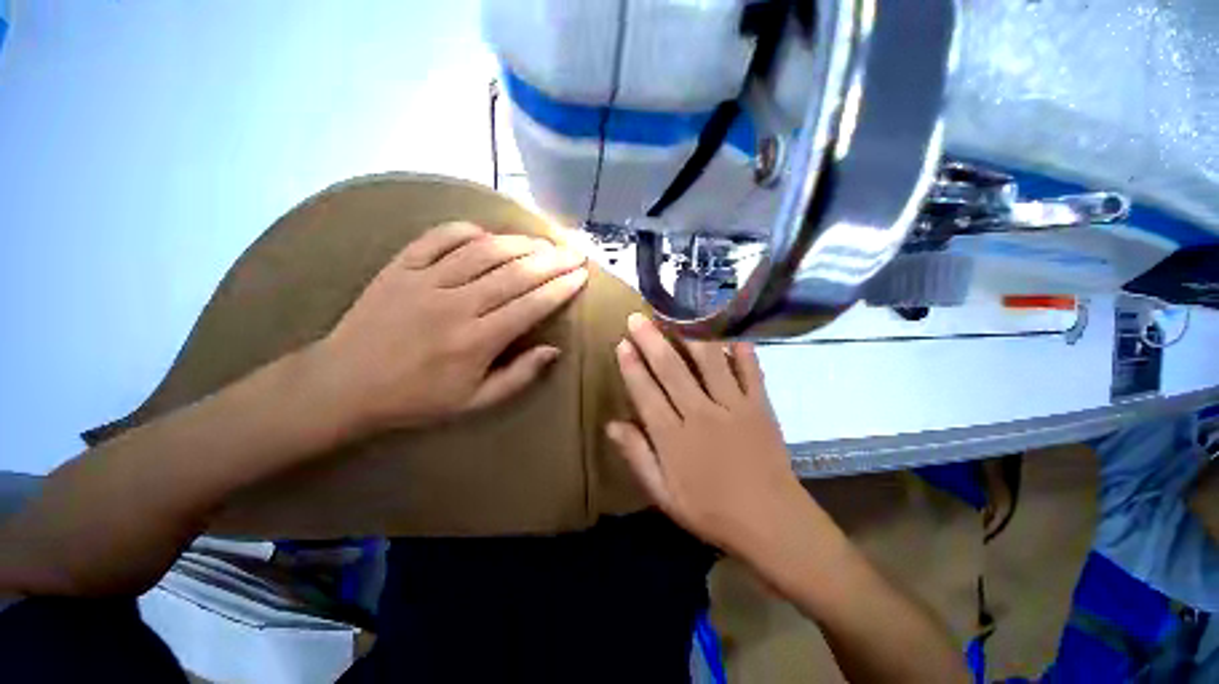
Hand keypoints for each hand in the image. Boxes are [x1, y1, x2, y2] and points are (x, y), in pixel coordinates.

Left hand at [314, 222, 586, 432]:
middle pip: (515, 273)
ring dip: (519, 243)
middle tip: (574, 252)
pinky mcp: (399, 267)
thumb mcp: (474, 402)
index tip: (581, 275)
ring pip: (483, 251)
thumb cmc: (416, 399)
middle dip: (552, 260)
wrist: (344, 385)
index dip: (560, 288)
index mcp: (477, 341)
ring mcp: (425, 281)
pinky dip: (465, 230)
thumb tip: (553, 350)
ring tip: (543, 242)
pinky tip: (485, 233)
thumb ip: (519, 376)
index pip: (531, 305)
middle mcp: (456, 305)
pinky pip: (438, 238)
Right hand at [607, 313, 809, 558]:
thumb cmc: (711, 511)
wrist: (772, 523)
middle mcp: (701, 414)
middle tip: (637, 318)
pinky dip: (740, 348)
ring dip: (689, 334)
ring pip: (708, 361)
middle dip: (651, 340)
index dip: (632, 366)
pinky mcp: (760, 405)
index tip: (622, 343)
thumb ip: (637, 456)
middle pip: (671, 369)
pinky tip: (730, 329)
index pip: (646, 393)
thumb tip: (611, 425)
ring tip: (676, 312)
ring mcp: (733, 406)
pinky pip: (750, 370)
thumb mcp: (664, 495)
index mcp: (674, 438)